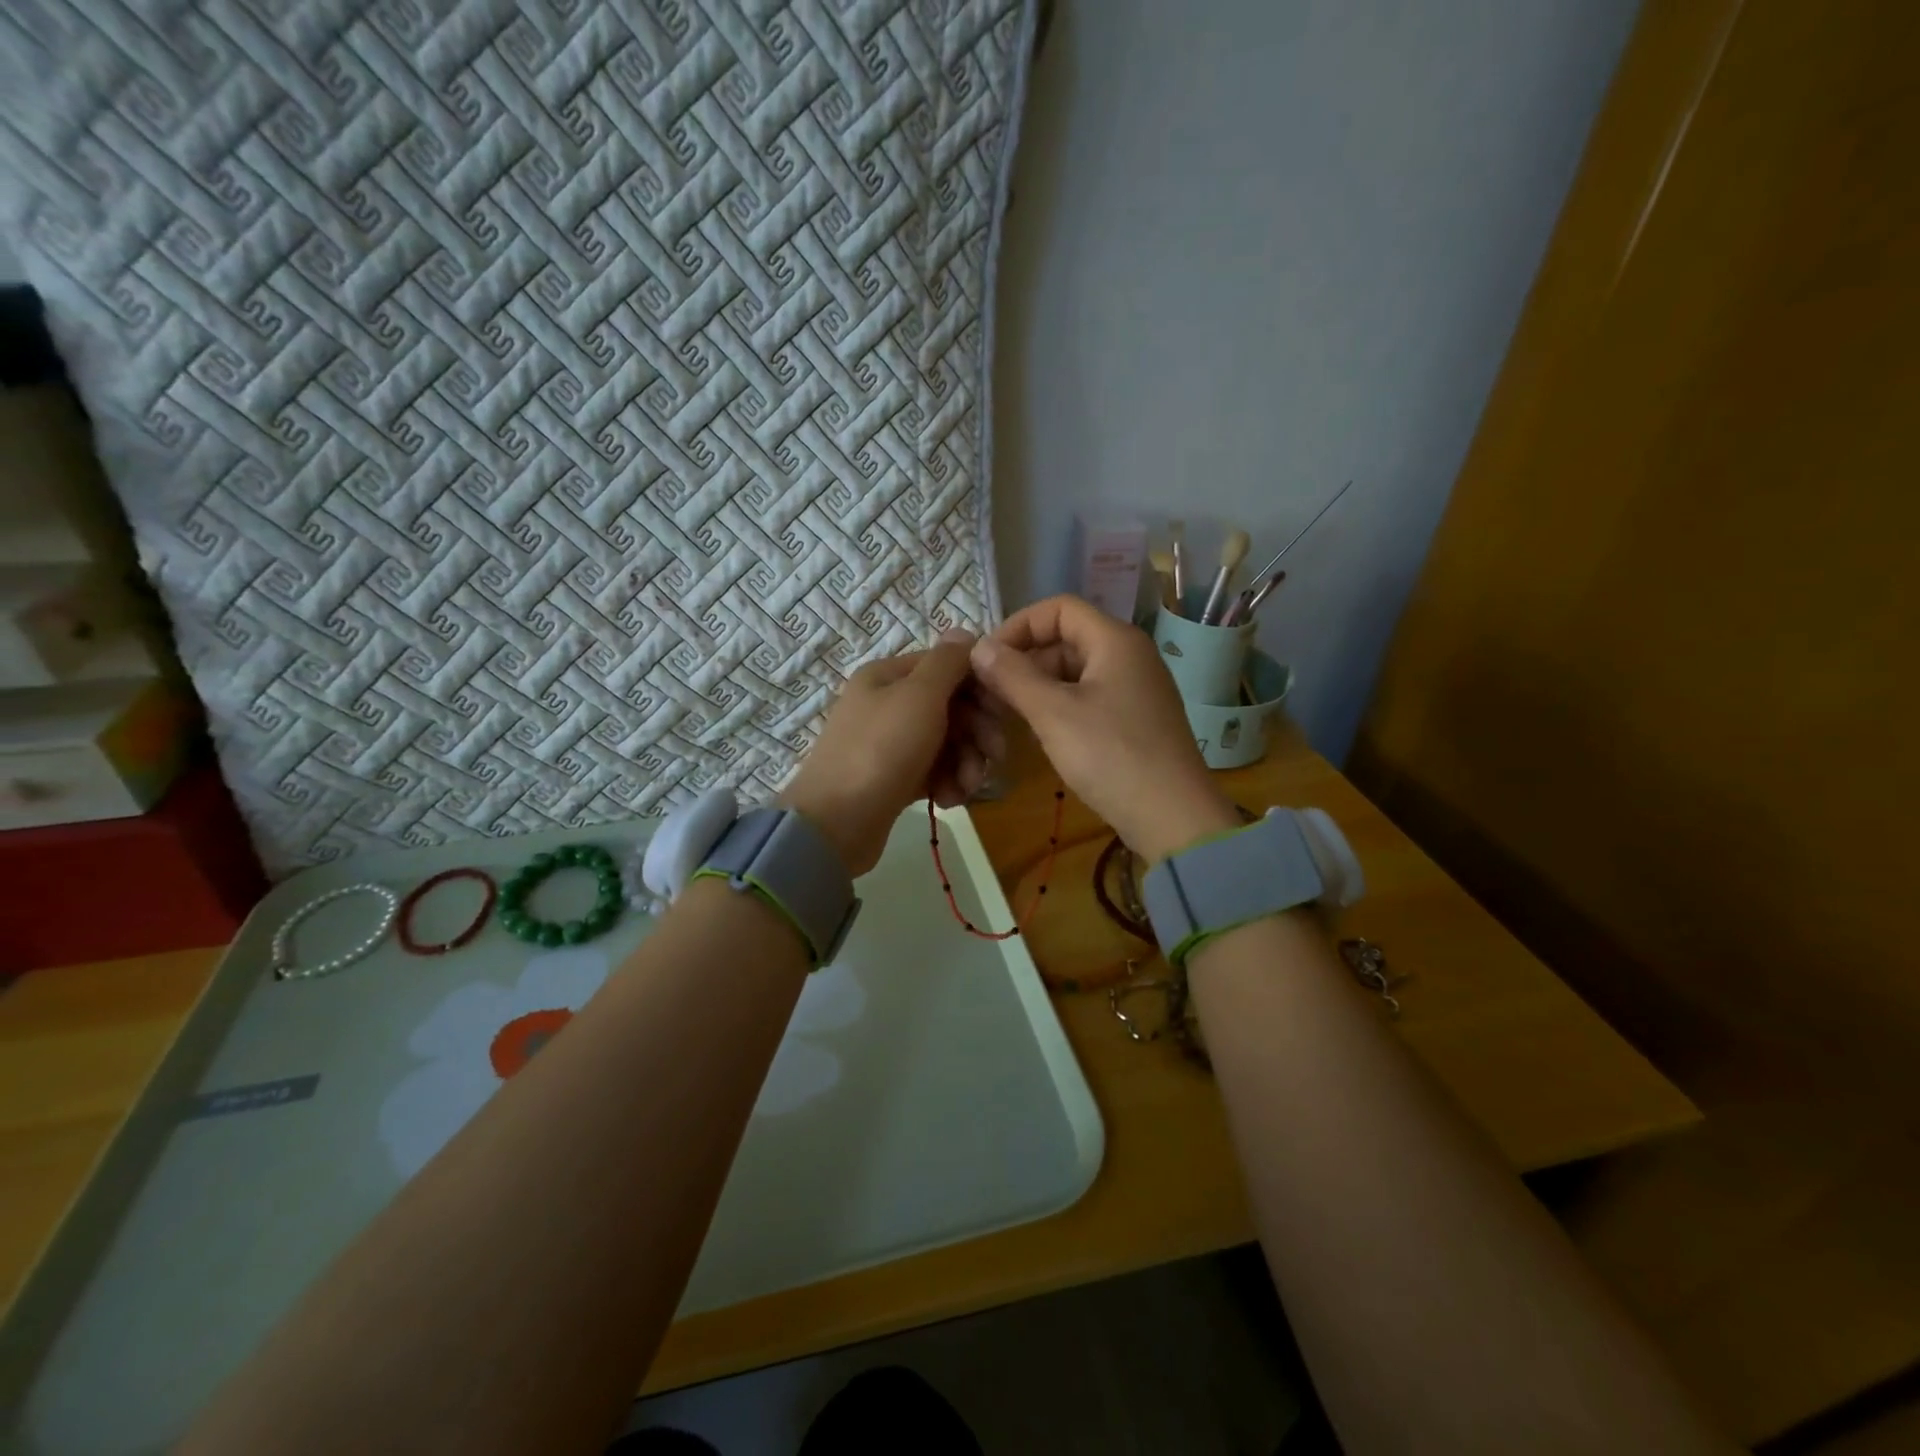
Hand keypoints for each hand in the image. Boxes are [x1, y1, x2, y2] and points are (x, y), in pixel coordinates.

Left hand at [780, 630, 1003, 876]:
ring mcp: (890, 743)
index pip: (948, 666)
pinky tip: (948, 800)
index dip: (980, 685)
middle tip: (995, 756)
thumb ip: (947, 662)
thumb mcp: (919, 696)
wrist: (836, 823)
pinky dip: (946, 782)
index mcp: (889, 676)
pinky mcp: (894, 779)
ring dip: (966, 762)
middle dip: (977, 732)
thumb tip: (964, 632)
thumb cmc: (882, 750)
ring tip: (965, 786)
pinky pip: (933, 771)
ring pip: (946, 742)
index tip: (1003, 711)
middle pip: (951, 706)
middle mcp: (888, 704)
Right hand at [968, 595, 1238, 861]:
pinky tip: (1041, 734)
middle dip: (1025, 661)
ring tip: (1009, 716)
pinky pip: (1089, 698)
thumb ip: (1012, 675)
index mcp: (1115, 640)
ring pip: (1075, 672)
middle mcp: (1129, 655)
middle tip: (990, 693)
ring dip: (1038, 687)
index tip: (987, 658)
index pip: (1058, 608)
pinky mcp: (1135, 719)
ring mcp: (1136, 689)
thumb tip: (979, 647)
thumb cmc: (1111, 755)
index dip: (1018, 625)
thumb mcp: (1053, 713)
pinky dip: (1060, 707)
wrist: (1172, 817)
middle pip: (1066, 639)